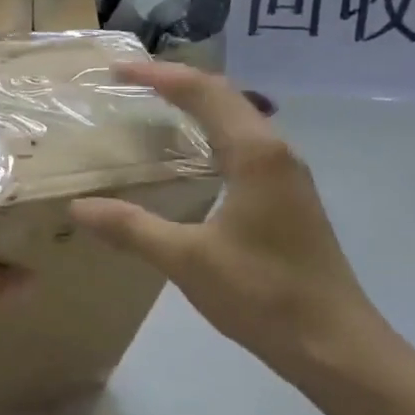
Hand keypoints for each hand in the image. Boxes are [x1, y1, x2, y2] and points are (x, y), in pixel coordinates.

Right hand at [69, 62, 389, 385]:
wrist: (334, 344)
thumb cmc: (262, 294)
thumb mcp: (187, 260)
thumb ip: (132, 228)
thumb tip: (79, 206)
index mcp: (255, 154)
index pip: (203, 92)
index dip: (159, 75)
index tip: (117, 70)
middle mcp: (277, 153)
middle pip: (225, 97)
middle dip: (177, 83)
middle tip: (131, 84)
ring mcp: (289, 176)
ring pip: (240, 122)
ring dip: (199, 108)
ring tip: (156, 112)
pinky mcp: (290, 200)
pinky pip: (246, 148)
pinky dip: (213, 137)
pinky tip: (192, 163)